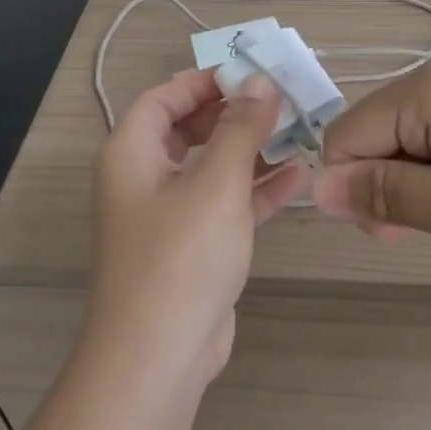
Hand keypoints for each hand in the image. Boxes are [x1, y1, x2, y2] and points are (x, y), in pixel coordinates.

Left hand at [87, 69, 304, 389]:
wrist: (158, 356)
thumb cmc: (181, 256)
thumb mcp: (217, 182)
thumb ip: (241, 128)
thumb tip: (260, 82)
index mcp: (132, 154)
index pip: (164, 97)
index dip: (205, 80)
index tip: (252, 73)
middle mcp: (144, 178)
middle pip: (189, 129)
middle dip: (234, 113)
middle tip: (281, 101)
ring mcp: (168, 215)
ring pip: (211, 167)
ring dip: (251, 150)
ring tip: (298, 132)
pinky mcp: (192, 247)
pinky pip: (225, 204)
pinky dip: (255, 190)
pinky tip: (297, 177)